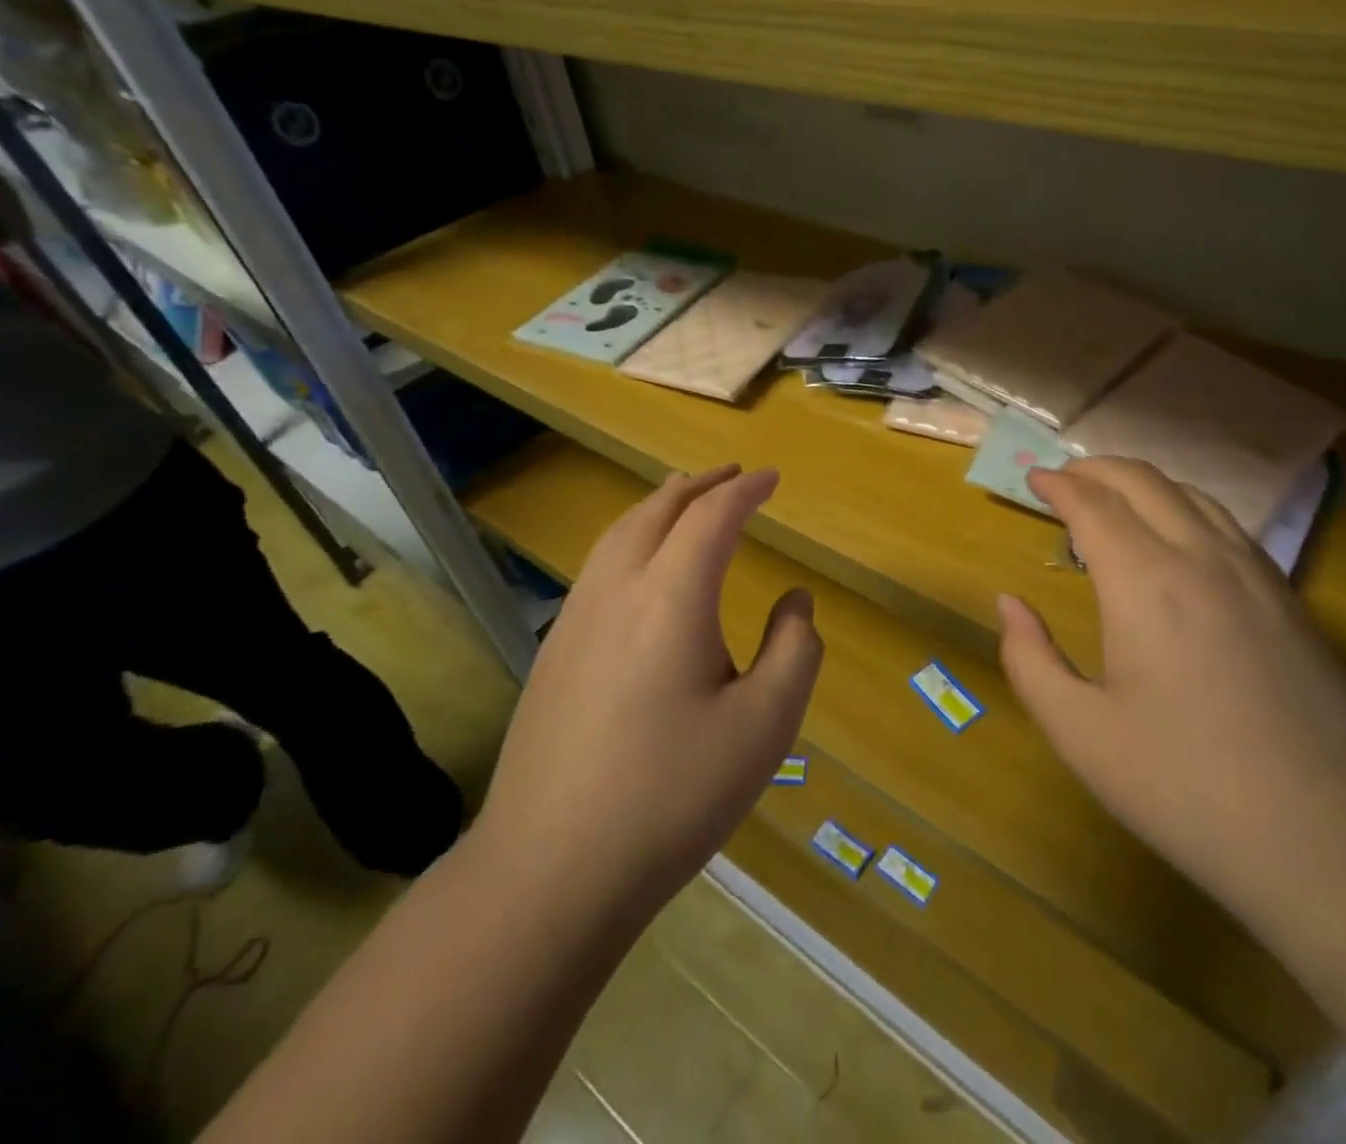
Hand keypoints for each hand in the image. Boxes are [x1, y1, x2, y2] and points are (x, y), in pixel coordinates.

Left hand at [474, 465, 823, 915]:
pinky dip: (631, 538)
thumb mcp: (765, 725)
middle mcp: (617, 589)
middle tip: (732, 475)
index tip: (772, 479)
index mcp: (671, 596)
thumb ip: (795, 648)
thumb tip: (795, 599)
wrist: (550, 870)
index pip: (712, 516)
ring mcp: (575, 619)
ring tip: (685, 497)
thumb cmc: (673, 794)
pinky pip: (598, 565)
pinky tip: (639, 565)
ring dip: (659, 505)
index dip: (745, 490)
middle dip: (700, 485)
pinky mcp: (554, 652)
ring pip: (619, 533)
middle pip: (658, 510)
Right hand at [997, 457, 1345, 916]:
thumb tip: (1010, 603)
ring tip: (1114, 500)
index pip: (1094, 505)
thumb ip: (1029, 659)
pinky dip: (1187, 509)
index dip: (1059, 485)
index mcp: (1145, 582)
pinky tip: (1179, 541)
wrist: (1328, 842)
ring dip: (1144, 484)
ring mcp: (1256, 575)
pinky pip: (1229, 527)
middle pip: (1144, 482)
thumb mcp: (1079, 733)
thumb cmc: (1185, 787)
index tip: (1034, 479)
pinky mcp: (1291, 601)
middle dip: (1097, 469)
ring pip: (1193, 496)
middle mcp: (1201, 558)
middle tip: (1065, 479)